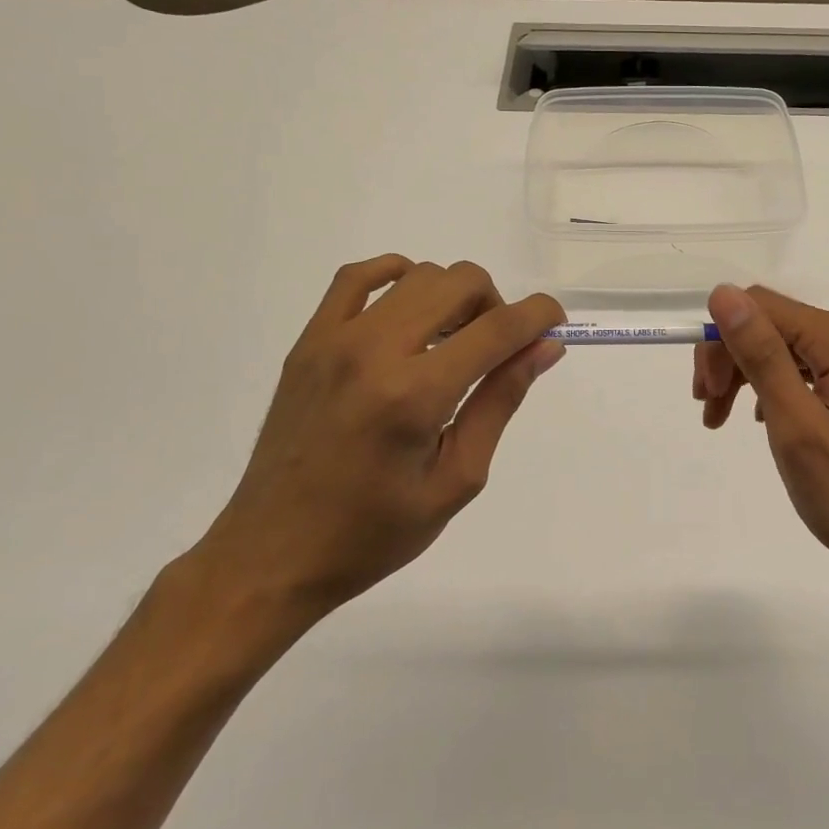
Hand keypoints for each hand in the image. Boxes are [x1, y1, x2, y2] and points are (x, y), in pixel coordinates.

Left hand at [192, 256, 564, 624]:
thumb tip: (545, 348)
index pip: (498, 328)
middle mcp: (375, 351)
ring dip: (453, 296)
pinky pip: (356, 276)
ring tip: (450, 343)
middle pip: (460, 282)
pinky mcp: (309, 341)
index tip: (555, 325)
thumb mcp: (457, 478)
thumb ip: (501, 401)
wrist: (273, 553)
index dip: (539, 316)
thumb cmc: (374, 532)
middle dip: (497, 305)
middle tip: (496, 351)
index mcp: (415, 395)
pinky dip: (396, 276)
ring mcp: (335, 339)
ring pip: (417, 275)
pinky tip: (409, 309)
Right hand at [694, 284, 828, 590]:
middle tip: (709, 410)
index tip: (705, 393)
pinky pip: (803, 365)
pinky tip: (761, 418)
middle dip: (730, 358)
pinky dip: (772, 385)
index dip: (722, 340)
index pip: (763, 307)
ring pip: (783, 344)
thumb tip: (723, 293)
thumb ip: (762, 355)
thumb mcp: (797, 426)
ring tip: (721, 418)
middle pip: (772, 323)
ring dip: (745, 374)